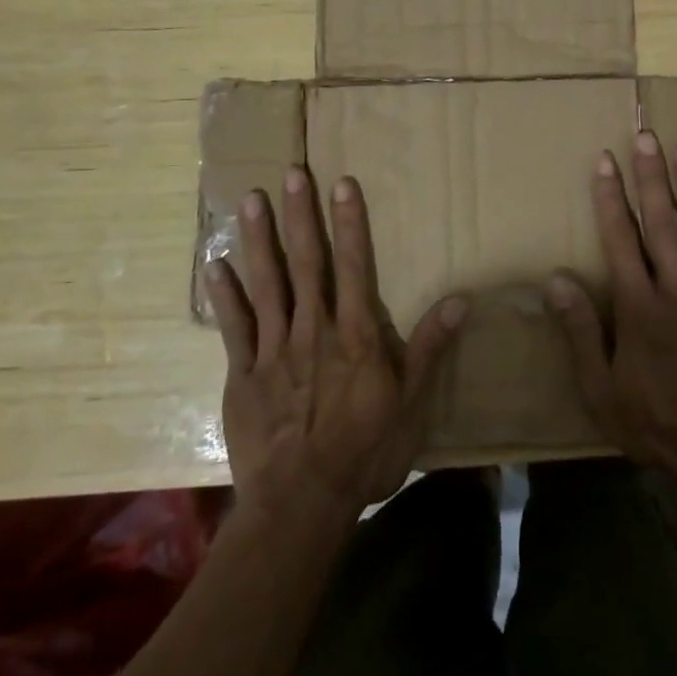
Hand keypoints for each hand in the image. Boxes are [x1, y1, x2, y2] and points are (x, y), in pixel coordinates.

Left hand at [203, 167, 464, 523]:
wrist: (301, 502)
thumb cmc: (364, 452)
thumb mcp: (411, 404)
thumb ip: (430, 348)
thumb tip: (460, 299)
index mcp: (355, 335)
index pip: (354, 265)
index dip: (349, 222)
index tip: (341, 183)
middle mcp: (313, 330)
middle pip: (306, 263)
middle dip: (300, 216)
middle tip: (291, 173)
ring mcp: (274, 350)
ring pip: (266, 283)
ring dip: (258, 239)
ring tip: (251, 200)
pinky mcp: (244, 374)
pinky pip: (234, 326)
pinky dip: (225, 295)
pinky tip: (215, 265)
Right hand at [545, 131, 676, 494]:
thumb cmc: (656, 423)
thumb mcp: (601, 389)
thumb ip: (580, 331)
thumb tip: (556, 279)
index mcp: (641, 308)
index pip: (621, 239)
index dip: (611, 198)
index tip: (605, 161)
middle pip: (663, 223)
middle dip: (652, 177)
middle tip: (647, 136)